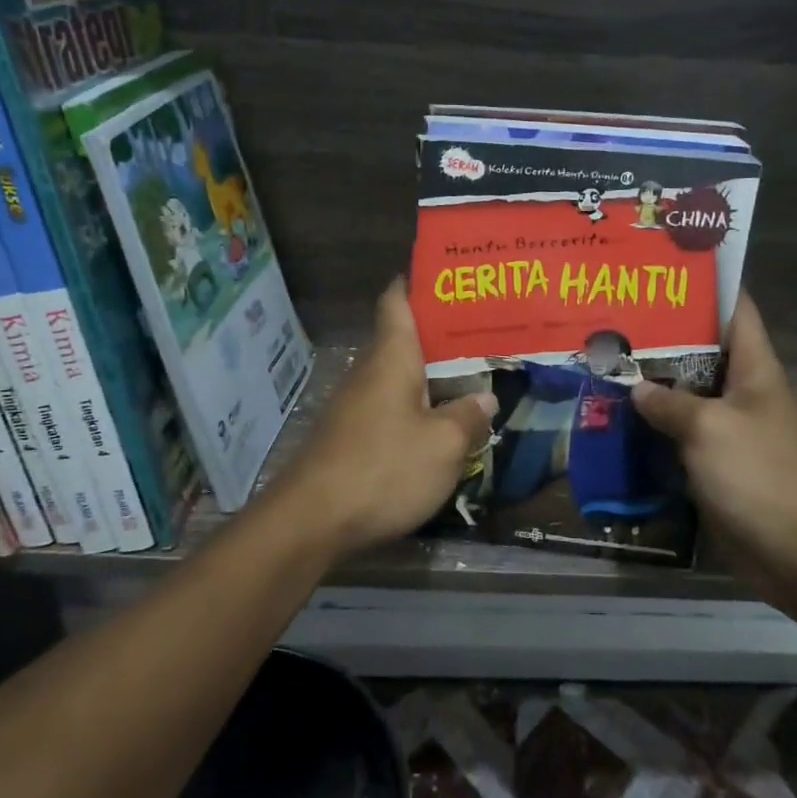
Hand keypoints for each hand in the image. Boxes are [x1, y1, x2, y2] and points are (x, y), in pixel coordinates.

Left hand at [270, 280, 497, 556]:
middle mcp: (370, 372)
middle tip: (483, 333)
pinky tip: (439, 425)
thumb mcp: (443, 446)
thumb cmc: (384, 468)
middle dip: (439, 336)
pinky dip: (416, 407)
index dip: (417, 284)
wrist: (312, 520)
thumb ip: (468, 418)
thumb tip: (484, 399)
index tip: (447, 277)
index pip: (397, 301)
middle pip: (402, 340)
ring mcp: (355, 406)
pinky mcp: (350, 437)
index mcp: (392, 357)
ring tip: (471, 378)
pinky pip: (390, 408)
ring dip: (430, 376)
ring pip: (398, 377)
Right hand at [631, 294, 796, 599]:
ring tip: (609, 366)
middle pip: (705, 353)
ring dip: (656, 386)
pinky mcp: (721, 465)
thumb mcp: (708, 429)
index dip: (708, 286)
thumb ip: (669, 403)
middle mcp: (746, 393)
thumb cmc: (759, 475)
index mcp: (756, 370)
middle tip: (617, 320)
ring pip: (690, 396)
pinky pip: (685, 436)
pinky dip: (658, 428)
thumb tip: (637, 388)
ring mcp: (734, 430)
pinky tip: (622, 422)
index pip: (737, 310)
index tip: (665, 270)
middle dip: (665, 337)